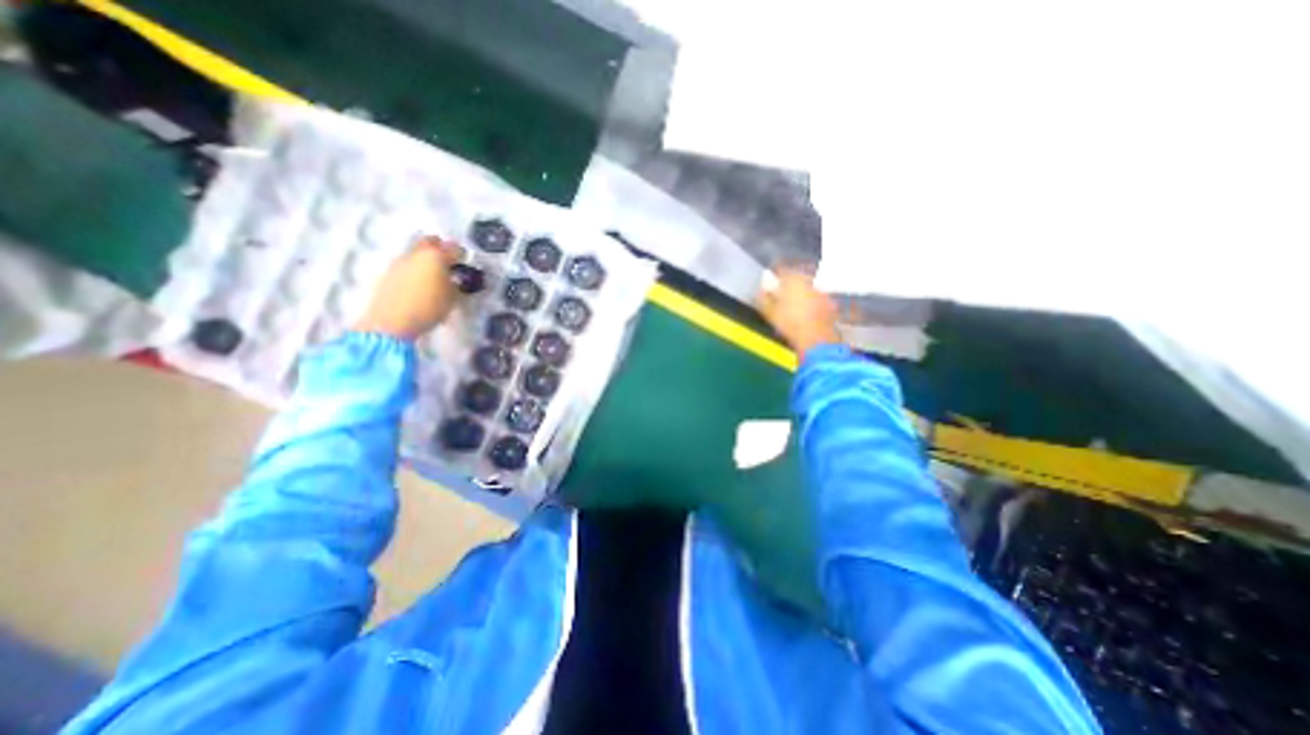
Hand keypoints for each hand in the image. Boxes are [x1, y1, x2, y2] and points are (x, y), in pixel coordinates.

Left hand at [352, 235, 464, 339]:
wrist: (392, 320)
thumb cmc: (429, 308)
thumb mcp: (452, 298)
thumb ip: (456, 284)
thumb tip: (455, 279)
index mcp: (436, 256)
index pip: (454, 248)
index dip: (462, 256)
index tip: (465, 264)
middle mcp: (417, 254)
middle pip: (431, 242)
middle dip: (441, 249)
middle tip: (449, 263)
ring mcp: (400, 261)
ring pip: (417, 253)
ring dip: (426, 260)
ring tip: (434, 277)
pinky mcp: (389, 272)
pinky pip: (407, 265)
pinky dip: (415, 270)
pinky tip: (420, 285)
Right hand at [753, 270, 842, 359]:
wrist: (815, 338)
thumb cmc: (788, 323)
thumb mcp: (769, 312)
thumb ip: (763, 298)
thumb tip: (761, 290)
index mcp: (791, 278)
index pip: (780, 269)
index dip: (774, 274)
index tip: (769, 280)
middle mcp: (808, 280)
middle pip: (796, 276)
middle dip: (788, 282)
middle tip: (781, 292)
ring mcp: (820, 290)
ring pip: (807, 286)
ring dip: (801, 291)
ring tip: (793, 303)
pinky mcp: (829, 301)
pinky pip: (817, 297)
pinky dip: (811, 301)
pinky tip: (806, 311)